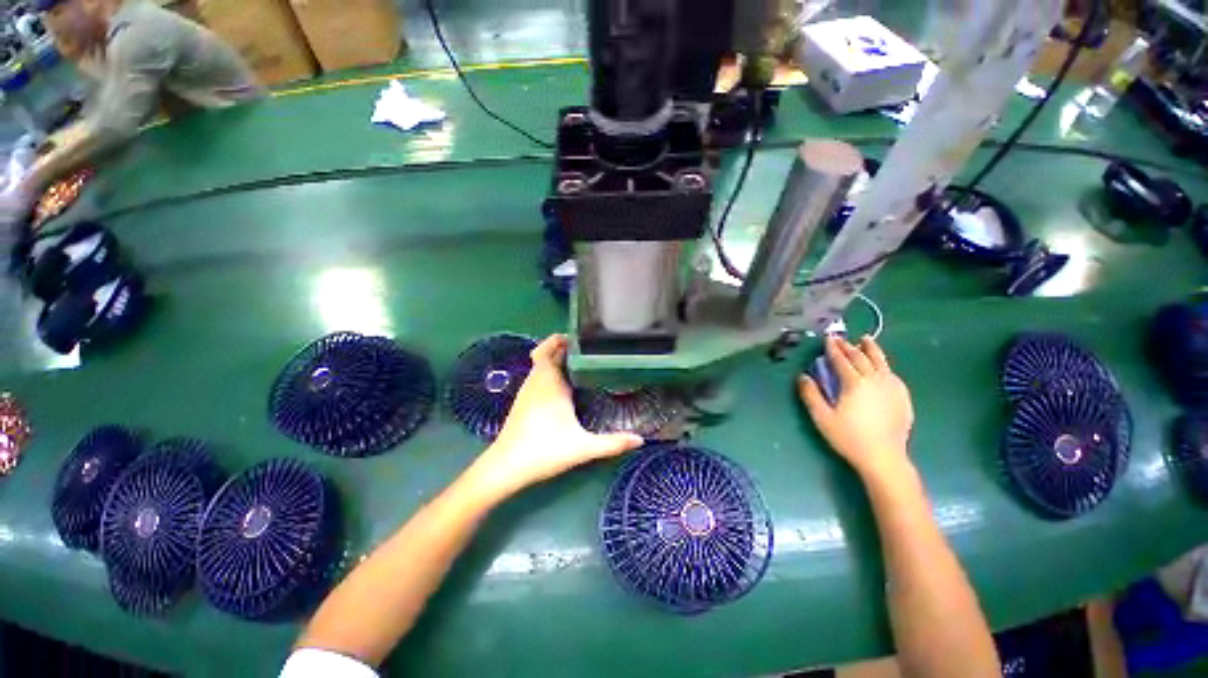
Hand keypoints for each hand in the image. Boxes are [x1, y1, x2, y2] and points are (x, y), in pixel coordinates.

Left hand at [468, 335, 644, 499]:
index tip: (584, 335)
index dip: (565, 339)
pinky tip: (563, 384)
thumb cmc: (544, 450)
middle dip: (561, 345)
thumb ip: (612, 443)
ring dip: (554, 358)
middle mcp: (537, 380)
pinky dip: (548, 371)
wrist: (506, 467)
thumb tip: (640, 440)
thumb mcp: (583, 447)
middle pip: (545, 352)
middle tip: (585, 346)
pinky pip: (537, 375)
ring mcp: (527, 389)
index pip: (553, 349)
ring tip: (579, 361)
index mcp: (550, 381)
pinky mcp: (523, 400)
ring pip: (539, 364)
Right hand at [798, 336, 914, 480]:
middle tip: (840, 338)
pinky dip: (884, 365)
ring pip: (881, 362)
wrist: (884, 457)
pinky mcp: (902, 396)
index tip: (827, 339)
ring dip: (871, 349)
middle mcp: (874, 380)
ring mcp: (891, 387)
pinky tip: (882, 366)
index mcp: (854, 383)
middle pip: (861, 358)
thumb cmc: (849, 437)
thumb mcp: (822, 417)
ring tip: (866, 339)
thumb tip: (803, 376)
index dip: (833, 349)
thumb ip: (811, 395)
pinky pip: (892, 373)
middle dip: (848, 347)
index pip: (841, 361)